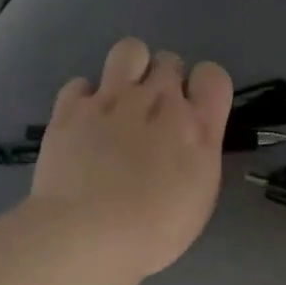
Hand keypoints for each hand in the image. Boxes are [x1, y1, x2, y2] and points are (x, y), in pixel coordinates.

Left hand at [29, 38, 232, 279]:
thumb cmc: (154, 231)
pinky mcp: (71, 107)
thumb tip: (186, 142)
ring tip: (123, 100)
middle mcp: (158, 102)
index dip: (204, 89)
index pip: (214, 77)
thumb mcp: (199, 198)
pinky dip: (85, 98)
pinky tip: (86, 122)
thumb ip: (197, 157)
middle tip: (155, 116)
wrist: (87, 234)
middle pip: (170, 62)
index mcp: (197, 129)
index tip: (195, 112)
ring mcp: (112, 100)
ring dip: (131, 68)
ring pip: (130, 50)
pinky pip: (82, 82)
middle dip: (166, 82)